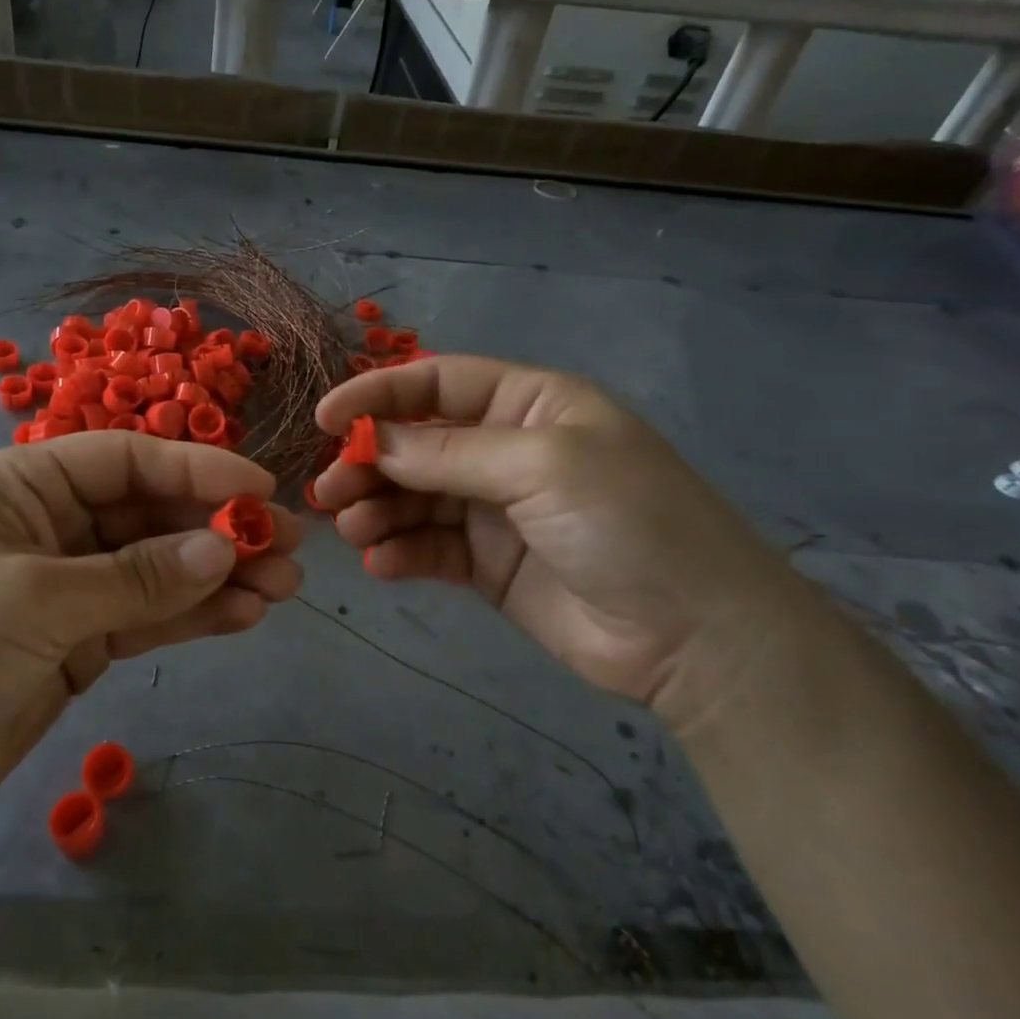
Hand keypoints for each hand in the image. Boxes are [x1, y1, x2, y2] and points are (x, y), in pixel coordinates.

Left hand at [0, 433, 301, 835]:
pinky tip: (244, 616)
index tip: (260, 492)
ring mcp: (69, 586)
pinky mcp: (79, 640)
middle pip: (150, 516)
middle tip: (289, 546)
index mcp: (22, 487)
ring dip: (218, 577)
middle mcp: (51, 526)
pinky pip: (147, 618)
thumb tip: (222, 552)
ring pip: (158, 570)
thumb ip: (134, 578)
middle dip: (218, 531)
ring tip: (284, 587)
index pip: (125, 461)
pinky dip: (192, 617)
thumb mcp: (35, 603)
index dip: (196, 470)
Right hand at [313, 356, 801, 712]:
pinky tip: (383, 564)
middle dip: (370, 462)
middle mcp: (506, 450)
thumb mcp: (541, 467)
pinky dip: (399, 552)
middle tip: (329, 490)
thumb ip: (448, 453)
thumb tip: (370, 440)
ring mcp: (495, 510)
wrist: (694, 635)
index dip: (378, 395)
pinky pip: (428, 548)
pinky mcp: (486, 565)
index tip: (325, 420)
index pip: (437, 383)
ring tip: (353, 529)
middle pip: (416, 443)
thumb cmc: (628, 522)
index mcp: (529, 405)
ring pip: (414, 498)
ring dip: (377, 509)